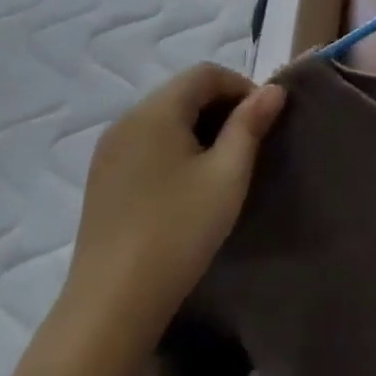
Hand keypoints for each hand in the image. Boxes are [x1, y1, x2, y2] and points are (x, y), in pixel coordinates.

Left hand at [59, 65, 284, 362]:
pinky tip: (189, 185)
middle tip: (250, 144)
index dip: (242, 87)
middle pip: (182, 91)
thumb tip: (273, 89)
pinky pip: (147, 142)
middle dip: (222, 106)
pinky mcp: (102, 179)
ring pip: (164, 118)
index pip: (205, 73)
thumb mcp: (227, 175)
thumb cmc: (179, 230)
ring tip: (224, 166)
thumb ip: (250, 125)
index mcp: (155, 111)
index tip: (265, 121)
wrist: (113, 302)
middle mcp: (126, 121)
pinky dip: (176, 147)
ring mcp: (108, 151)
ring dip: (200, 127)